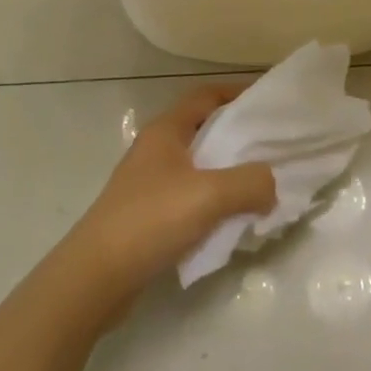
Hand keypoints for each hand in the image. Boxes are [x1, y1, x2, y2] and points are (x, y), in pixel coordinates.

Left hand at [62, 83, 277, 310]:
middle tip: (273, 145)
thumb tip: (272, 185)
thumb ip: (251, 182)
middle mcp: (156, 150)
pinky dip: (215, 201)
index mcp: (166, 131)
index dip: (236, 92)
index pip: (205, 96)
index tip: (268, 100)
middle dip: (239, 136)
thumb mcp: (210, 194)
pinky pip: (191, 197)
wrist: (96, 278)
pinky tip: (234, 218)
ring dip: (229, 172)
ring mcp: (150, 184)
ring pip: (199, 166)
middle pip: (204, 130)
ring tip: (262, 184)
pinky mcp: (149, 215)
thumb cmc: (150, 220)